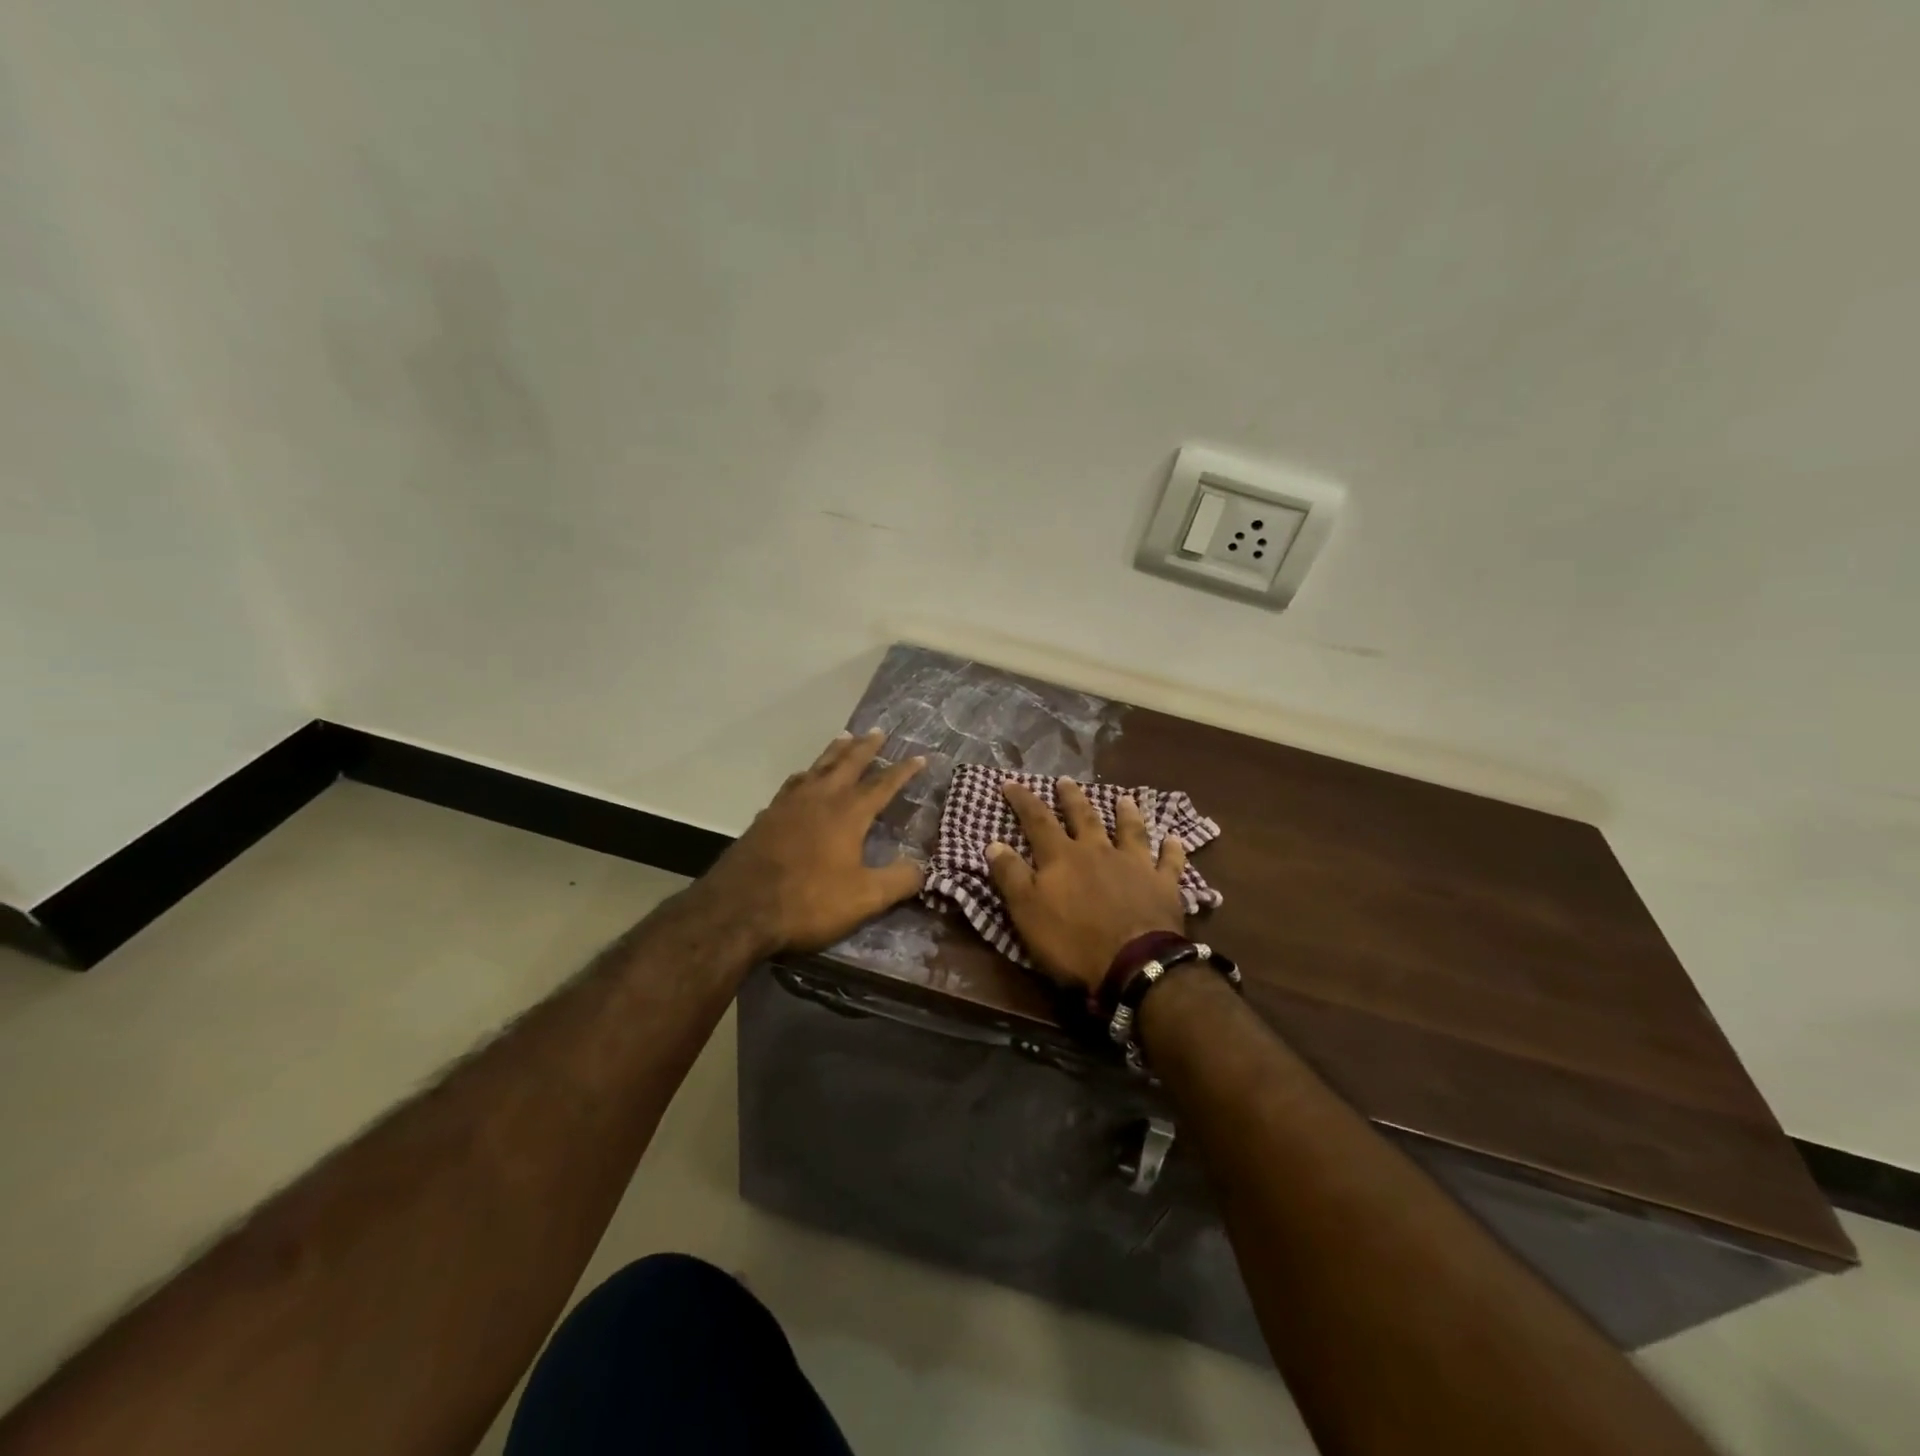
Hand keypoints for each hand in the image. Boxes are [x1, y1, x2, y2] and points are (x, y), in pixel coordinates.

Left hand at [702, 730, 926, 954]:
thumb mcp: (864, 898)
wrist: (739, 909)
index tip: (920, 757)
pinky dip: (805, 775)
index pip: (883, 785)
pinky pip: (792, 784)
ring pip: (817, 768)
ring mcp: (789, 805)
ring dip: (834, 752)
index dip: (903, 771)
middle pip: (847, 764)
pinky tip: (802, 779)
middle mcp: (820, 799)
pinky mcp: (766, 817)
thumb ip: (899, 881)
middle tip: (877, 731)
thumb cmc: (808, 902)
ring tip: (843, 738)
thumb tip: (924, 868)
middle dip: (866, 748)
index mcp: (848, 813)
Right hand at [987, 778, 1188, 995]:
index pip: (1037, 820)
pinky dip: (1172, 849)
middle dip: (1071, 798)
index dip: (1023, 800)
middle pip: (1084, 817)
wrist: (1134, 963)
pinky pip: (1170, 861)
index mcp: (1062, 857)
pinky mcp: (1163, 885)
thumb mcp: (1027, 912)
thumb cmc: (1073, 941)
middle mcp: (1098, 851)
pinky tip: (1174, 838)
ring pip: (1130, 831)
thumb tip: (994, 843)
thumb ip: (1011, 876)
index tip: (1011, 782)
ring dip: (1126, 813)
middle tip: (1065, 780)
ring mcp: (1134, 865)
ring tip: (1124, 798)